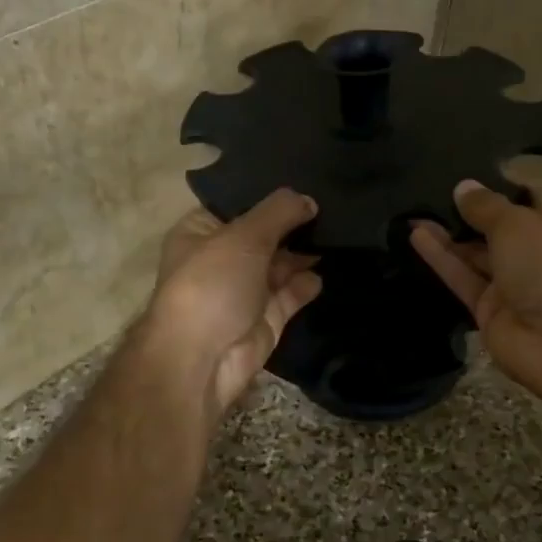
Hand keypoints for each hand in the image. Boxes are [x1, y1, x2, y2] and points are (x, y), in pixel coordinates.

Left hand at [143, 189, 323, 419]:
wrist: (202, 361)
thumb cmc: (213, 284)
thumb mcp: (244, 236)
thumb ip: (279, 212)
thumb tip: (308, 200)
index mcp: (200, 232)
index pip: (238, 203)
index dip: (269, 193)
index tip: (306, 180)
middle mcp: (221, 258)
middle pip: (264, 233)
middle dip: (294, 222)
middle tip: (334, 202)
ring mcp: (244, 290)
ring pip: (280, 264)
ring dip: (305, 251)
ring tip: (340, 230)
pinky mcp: (265, 318)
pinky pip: (291, 293)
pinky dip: (308, 282)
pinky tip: (328, 266)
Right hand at [412, 176, 541, 406]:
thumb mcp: (519, 223)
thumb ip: (486, 207)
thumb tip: (463, 188)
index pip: (531, 195)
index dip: (502, 182)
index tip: (469, 170)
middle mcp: (540, 252)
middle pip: (500, 227)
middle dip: (469, 210)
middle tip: (431, 189)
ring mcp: (514, 283)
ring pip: (476, 254)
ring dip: (448, 234)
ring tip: (415, 210)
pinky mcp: (489, 310)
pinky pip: (463, 278)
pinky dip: (441, 258)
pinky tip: (416, 235)